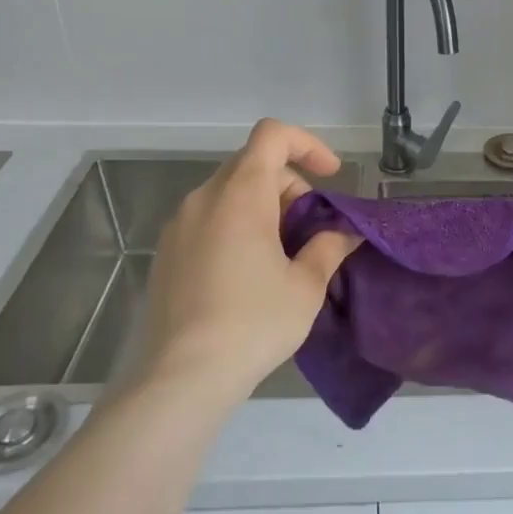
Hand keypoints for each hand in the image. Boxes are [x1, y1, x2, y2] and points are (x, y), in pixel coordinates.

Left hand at [131, 120, 360, 409]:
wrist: (181, 378)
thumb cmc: (252, 323)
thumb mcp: (306, 285)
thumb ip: (329, 247)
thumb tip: (346, 232)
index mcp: (240, 195)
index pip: (272, 135)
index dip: (307, 145)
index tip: (330, 177)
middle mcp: (204, 199)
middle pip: (253, 164)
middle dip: (290, 184)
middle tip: (312, 228)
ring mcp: (179, 226)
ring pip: (230, 192)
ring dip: (264, 206)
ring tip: (284, 253)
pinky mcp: (166, 253)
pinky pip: (209, 218)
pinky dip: (237, 225)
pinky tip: (249, 272)